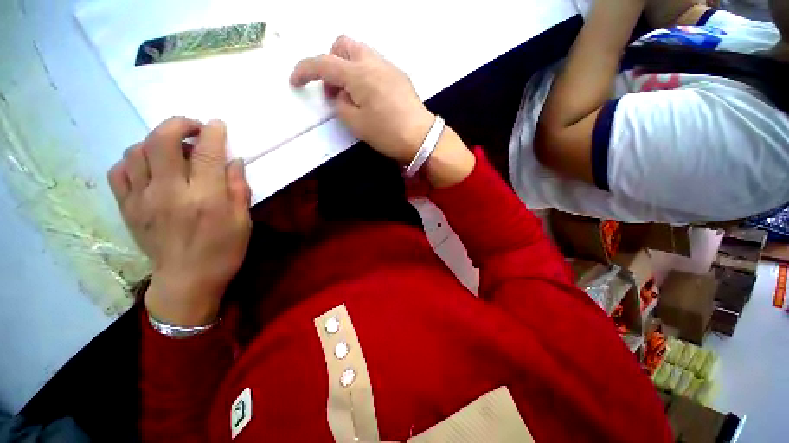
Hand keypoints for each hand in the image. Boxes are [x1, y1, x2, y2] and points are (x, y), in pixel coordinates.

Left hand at [108, 118, 251, 325]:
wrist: (187, 281)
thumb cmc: (223, 251)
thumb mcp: (243, 222)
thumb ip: (238, 188)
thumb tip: (234, 161)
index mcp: (206, 199)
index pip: (207, 153)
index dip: (212, 133)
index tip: (217, 125)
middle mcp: (170, 193)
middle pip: (162, 140)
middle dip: (178, 124)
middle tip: (193, 128)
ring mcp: (142, 200)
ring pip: (137, 151)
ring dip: (156, 140)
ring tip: (173, 149)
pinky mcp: (127, 208)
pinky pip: (120, 171)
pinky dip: (134, 160)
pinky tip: (150, 167)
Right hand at [290, 35, 474, 187]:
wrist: (421, 137)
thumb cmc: (387, 133)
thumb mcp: (356, 124)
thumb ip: (341, 105)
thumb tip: (340, 95)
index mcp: (358, 74)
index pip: (323, 63)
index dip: (304, 71)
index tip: (295, 82)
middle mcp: (373, 62)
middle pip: (343, 44)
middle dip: (331, 61)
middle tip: (334, 89)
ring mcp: (389, 67)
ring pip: (360, 53)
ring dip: (348, 67)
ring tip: (352, 95)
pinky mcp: (399, 76)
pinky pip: (375, 65)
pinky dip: (364, 74)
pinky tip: (369, 95)